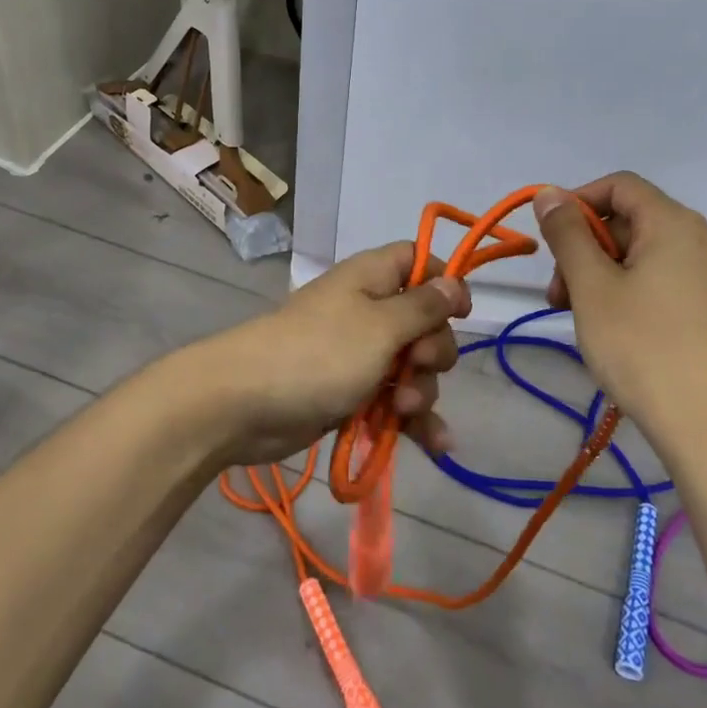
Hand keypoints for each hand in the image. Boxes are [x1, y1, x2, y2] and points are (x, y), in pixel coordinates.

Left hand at [197, 243, 467, 466]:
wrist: (244, 403)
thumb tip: (454, 283)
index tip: (461, 313)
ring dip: (421, 391)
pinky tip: (437, 446)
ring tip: (403, 410)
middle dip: (433, 350)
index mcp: (373, 278)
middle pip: (423, 321)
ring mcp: (358, 354)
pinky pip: (393, 401)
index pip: (418, 261)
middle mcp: (368, 310)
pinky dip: (412, 421)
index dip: (443, 283)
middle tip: (416, 367)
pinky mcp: (350, 393)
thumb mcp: (381, 327)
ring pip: (411, 367)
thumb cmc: (320, 353)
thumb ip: (423, 308)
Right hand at [534, 173, 706, 447]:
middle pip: (626, 220)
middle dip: (583, 247)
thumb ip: (567, 233)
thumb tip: (548, 193)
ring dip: (598, 274)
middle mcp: (694, 240)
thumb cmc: (642, 346)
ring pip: (637, 254)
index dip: (578, 202)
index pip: (618, 186)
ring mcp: (704, 276)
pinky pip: (656, 281)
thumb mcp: (592, 286)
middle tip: (558, 293)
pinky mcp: (705, 308)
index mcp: (671, 223)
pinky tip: (608, 330)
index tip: (550, 239)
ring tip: (577, 316)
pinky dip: (623, 292)